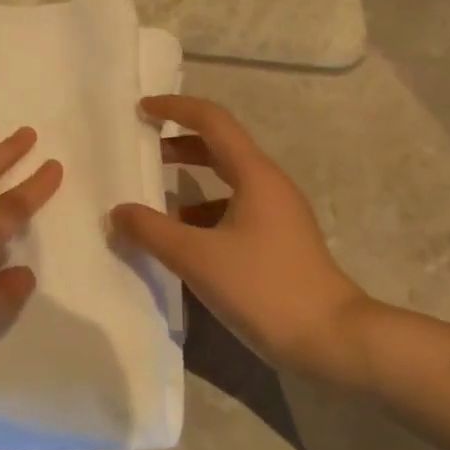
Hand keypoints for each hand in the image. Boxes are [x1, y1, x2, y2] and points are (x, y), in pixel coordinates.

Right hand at [109, 95, 373, 386]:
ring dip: (189, 183)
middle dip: (178, 144)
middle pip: (219, 148)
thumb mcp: (197, 258)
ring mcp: (276, 214)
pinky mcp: (277, 242)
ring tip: (152, 201)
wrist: (331, 340)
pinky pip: (232, 212)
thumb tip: (118, 211)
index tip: (141, 109)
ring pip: (225, 182)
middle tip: (142, 151)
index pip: (212, 121)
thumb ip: (152, 231)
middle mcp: (268, 185)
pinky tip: (181, 240)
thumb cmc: (264, 288)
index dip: (175, 109)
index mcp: (254, 175)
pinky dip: (202, 214)